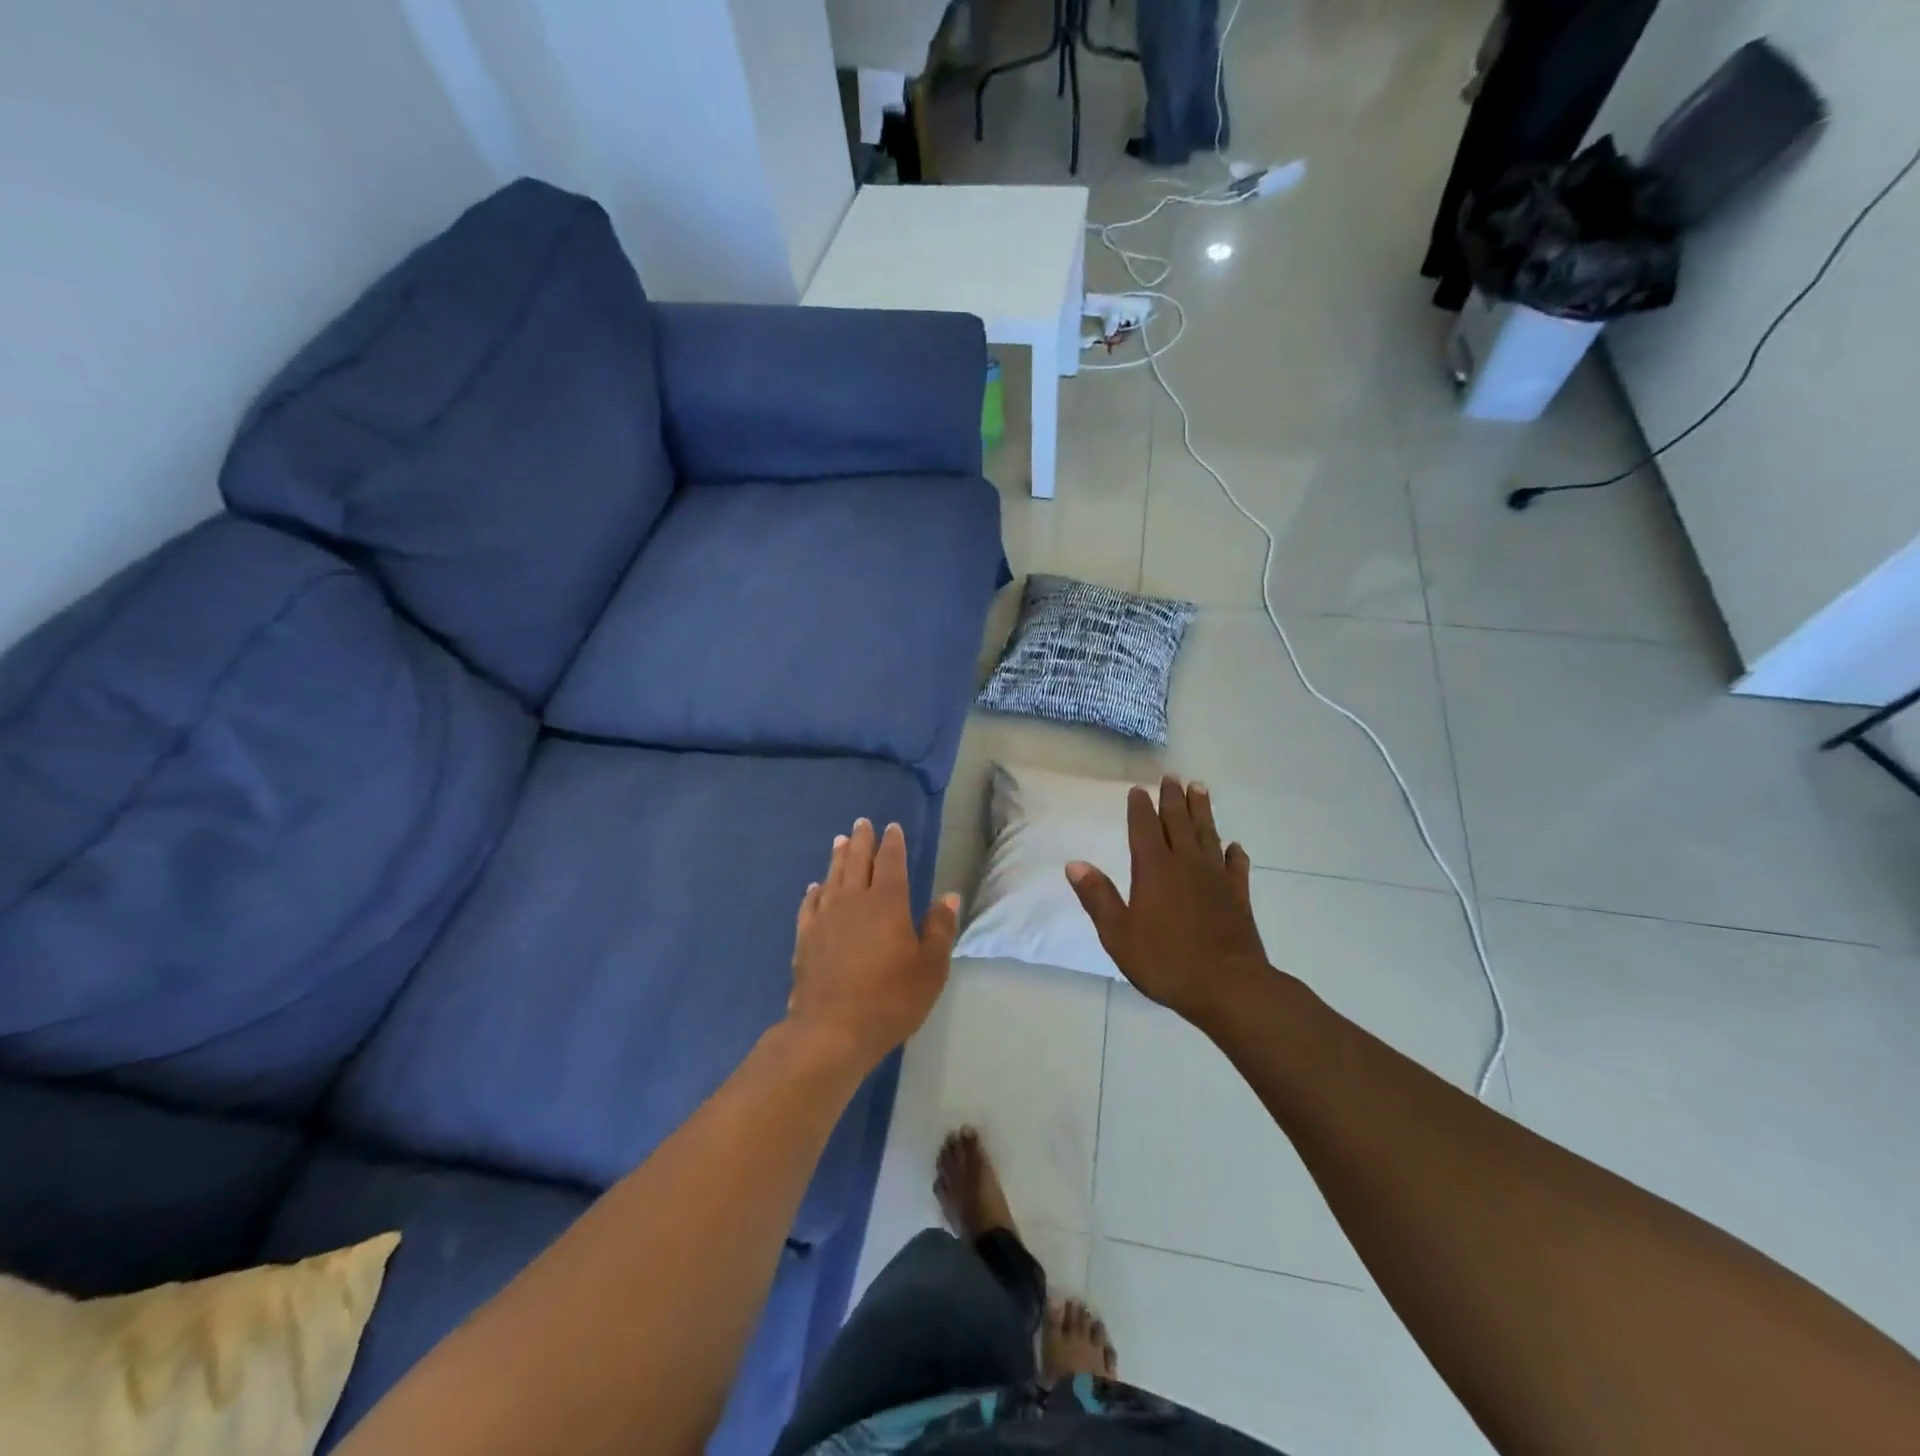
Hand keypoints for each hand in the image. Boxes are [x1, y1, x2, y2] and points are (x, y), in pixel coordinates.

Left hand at [789, 818, 958, 1070]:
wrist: (832, 1030)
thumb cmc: (890, 999)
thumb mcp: (930, 968)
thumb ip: (940, 928)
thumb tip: (947, 896)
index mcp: (887, 903)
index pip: (890, 862)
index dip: (892, 843)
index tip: (892, 827)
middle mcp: (853, 901)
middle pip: (857, 861)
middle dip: (861, 841)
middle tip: (862, 823)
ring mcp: (825, 918)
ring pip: (832, 877)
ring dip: (837, 857)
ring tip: (839, 841)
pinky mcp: (805, 938)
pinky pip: (810, 904)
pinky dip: (814, 891)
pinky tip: (815, 887)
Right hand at [1066, 776, 1270, 1025]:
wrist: (1229, 986)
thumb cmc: (1166, 961)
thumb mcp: (1118, 934)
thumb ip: (1098, 897)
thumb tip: (1074, 864)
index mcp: (1154, 869)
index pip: (1144, 828)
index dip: (1140, 807)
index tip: (1138, 789)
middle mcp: (1186, 864)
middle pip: (1178, 822)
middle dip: (1173, 799)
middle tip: (1172, 777)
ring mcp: (1216, 878)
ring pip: (1208, 835)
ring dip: (1203, 811)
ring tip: (1200, 789)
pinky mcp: (1238, 896)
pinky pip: (1236, 866)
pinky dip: (1234, 853)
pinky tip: (1234, 846)